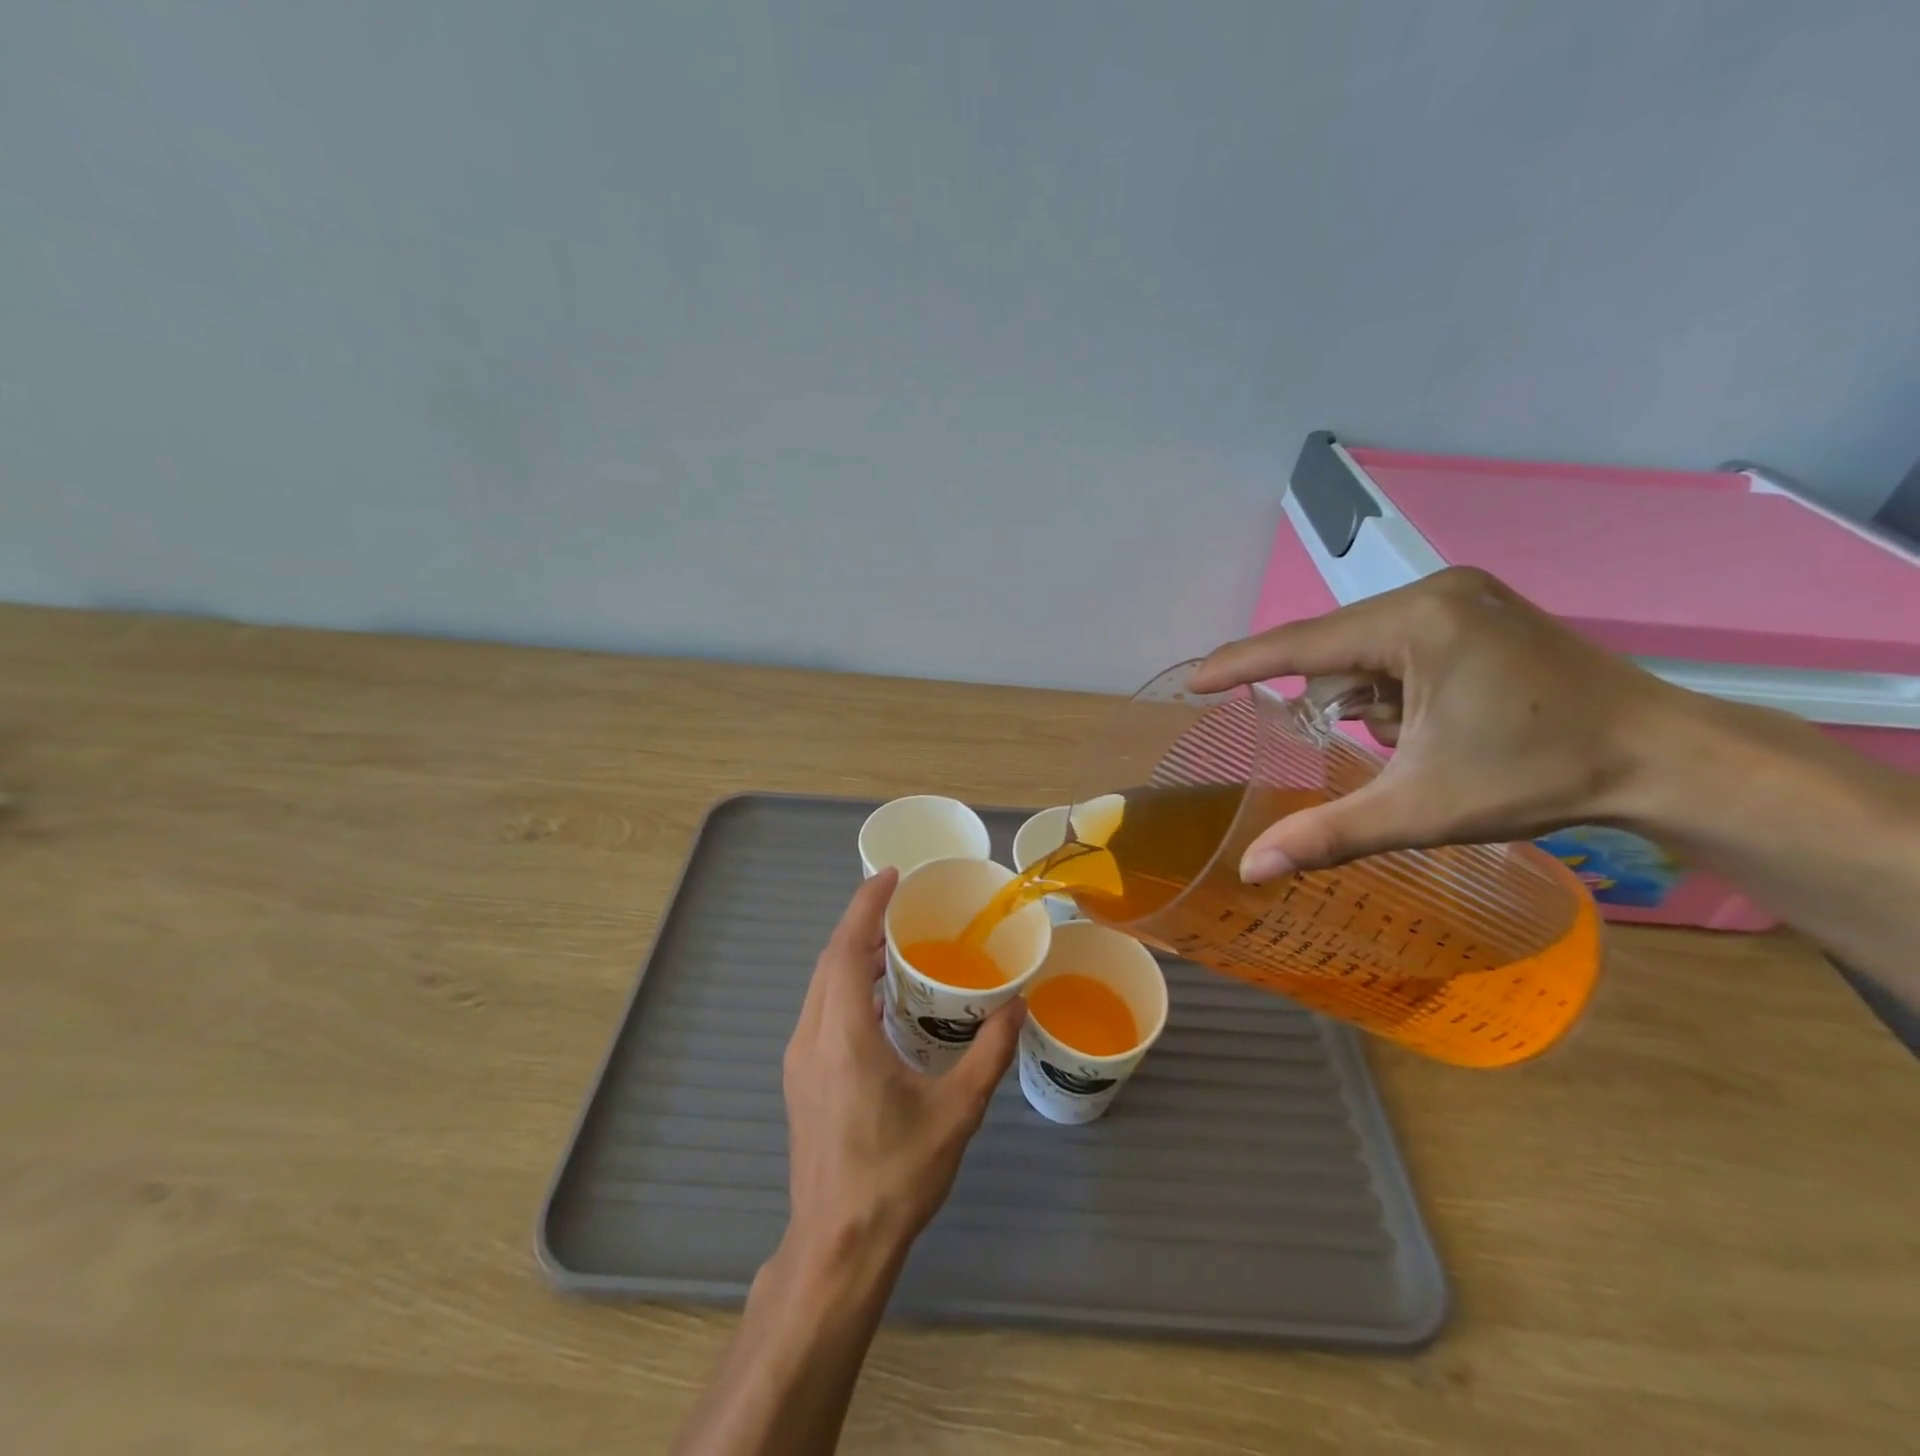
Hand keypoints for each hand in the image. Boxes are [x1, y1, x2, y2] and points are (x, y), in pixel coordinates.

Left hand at [779, 868, 1023, 1269]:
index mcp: (843, 1036)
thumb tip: (1017, 1008)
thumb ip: (988, 1054)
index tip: (890, 876)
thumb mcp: (955, 1113)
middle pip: (829, 961)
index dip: (865, 906)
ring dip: (851, 955)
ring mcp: (799, 1060)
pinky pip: (821, 1011)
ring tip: (894, 943)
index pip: (845, 949)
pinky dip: (845, 986)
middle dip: (860, 923)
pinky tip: (880, 999)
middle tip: (901, 903)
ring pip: (821, 986)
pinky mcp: (801, 1079)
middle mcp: (811, 1037)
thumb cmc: (895, 1176)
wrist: (837, 1248)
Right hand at [1190, 567, 1683, 880]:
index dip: (1240, 664)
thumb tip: (1250, 871)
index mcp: (1416, 623)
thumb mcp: (1421, 809)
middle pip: (1337, 647)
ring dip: (1365, 696)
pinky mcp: (1479, 610)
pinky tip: (1428, 721)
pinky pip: (1400, 644)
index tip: (1193, 681)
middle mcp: (1434, 592)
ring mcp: (1462, 596)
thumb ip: (1327, 834)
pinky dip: (1392, 685)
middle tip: (1353, 746)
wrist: (1666, 758)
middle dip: (1330, 698)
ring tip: (1412, 742)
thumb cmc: (1538, 776)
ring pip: (1368, 648)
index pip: (1303, 645)